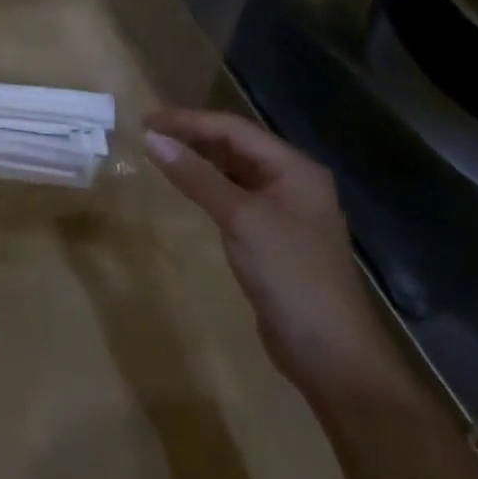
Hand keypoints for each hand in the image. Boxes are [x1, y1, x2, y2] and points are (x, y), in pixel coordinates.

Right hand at [143, 109, 414, 400]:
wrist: (332, 357)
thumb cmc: (290, 275)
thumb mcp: (239, 218)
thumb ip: (196, 176)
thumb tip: (151, 139)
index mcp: (294, 168)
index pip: (232, 128)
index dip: (187, 121)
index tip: (145, 122)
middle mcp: (292, 182)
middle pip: (234, 145)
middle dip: (192, 137)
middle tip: (148, 136)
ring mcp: (285, 211)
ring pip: (233, 170)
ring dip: (198, 161)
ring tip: (160, 156)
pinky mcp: (273, 237)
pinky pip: (234, 196)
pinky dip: (207, 187)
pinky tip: (186, 189)